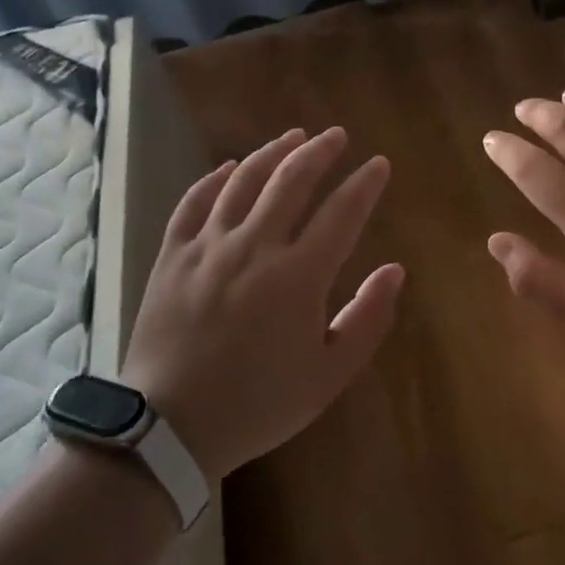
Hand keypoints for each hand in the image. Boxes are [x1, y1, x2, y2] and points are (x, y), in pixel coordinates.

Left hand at [119, 127, 402, 483]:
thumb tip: (395, 270)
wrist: (170, 429)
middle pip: (291, 180)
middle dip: (320, 151)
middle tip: (336, 135)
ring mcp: (208, 246)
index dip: (364, 183)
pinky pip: (194, 202)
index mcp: (299, 275)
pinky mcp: (173, 255)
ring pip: (244, 181)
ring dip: (272, 153)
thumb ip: (368, 318)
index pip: (342, 212)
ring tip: (292, 137)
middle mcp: (255, 247)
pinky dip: (215, 179)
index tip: (379, 164)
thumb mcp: (329, 375)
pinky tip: (229, 167)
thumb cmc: (259, 403)